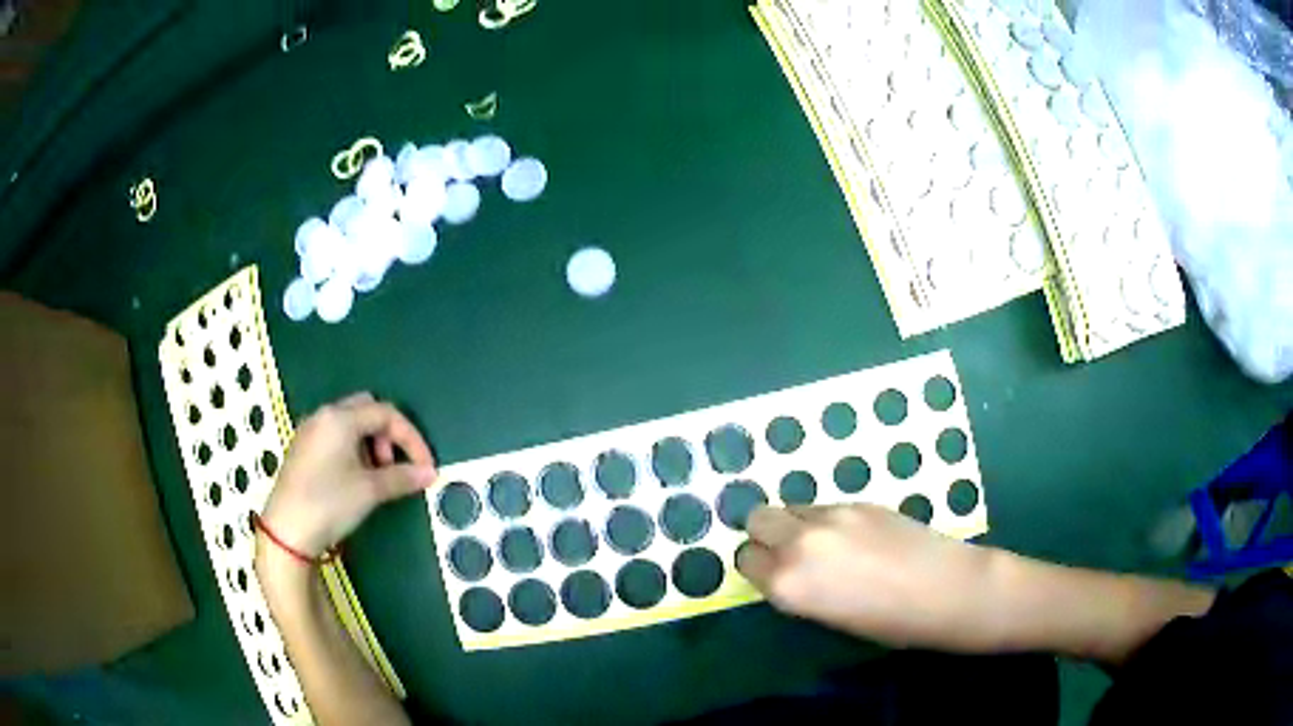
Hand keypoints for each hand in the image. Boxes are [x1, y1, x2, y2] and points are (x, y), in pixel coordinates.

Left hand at [260, 393, 436, 558]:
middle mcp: (323, 416)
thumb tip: (430, 473)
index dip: (411, 438)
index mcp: (340, 418)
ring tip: (376, 476)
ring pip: (350, 423)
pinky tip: (354, 478)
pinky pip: (335, 435)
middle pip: (367, 409)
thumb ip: (402, 477)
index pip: (386, 414)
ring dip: (371, 442)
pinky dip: (353, 449)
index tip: (426, 467)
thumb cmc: (329, 503)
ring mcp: (310, 431)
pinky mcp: (302, 449)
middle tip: (393, 465)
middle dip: (388, 434)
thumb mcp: (370, 491)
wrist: (287, 531)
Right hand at [736, 504, 999, 649]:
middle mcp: (799, 543)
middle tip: (790, 553)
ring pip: (791, 507)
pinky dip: (827, 519)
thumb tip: (787, 569)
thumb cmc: (888, 624)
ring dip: (796, 523)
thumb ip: (798, 588)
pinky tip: (857, 538)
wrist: (945, 591)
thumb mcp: (829, 616)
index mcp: (787, 584)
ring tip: (827, 546)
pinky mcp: (859, 501)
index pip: (745, 559)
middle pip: (758, 518)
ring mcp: (831, 516)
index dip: (758, 566)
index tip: (772, 574)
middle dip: (766, 534)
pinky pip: (825, 506)